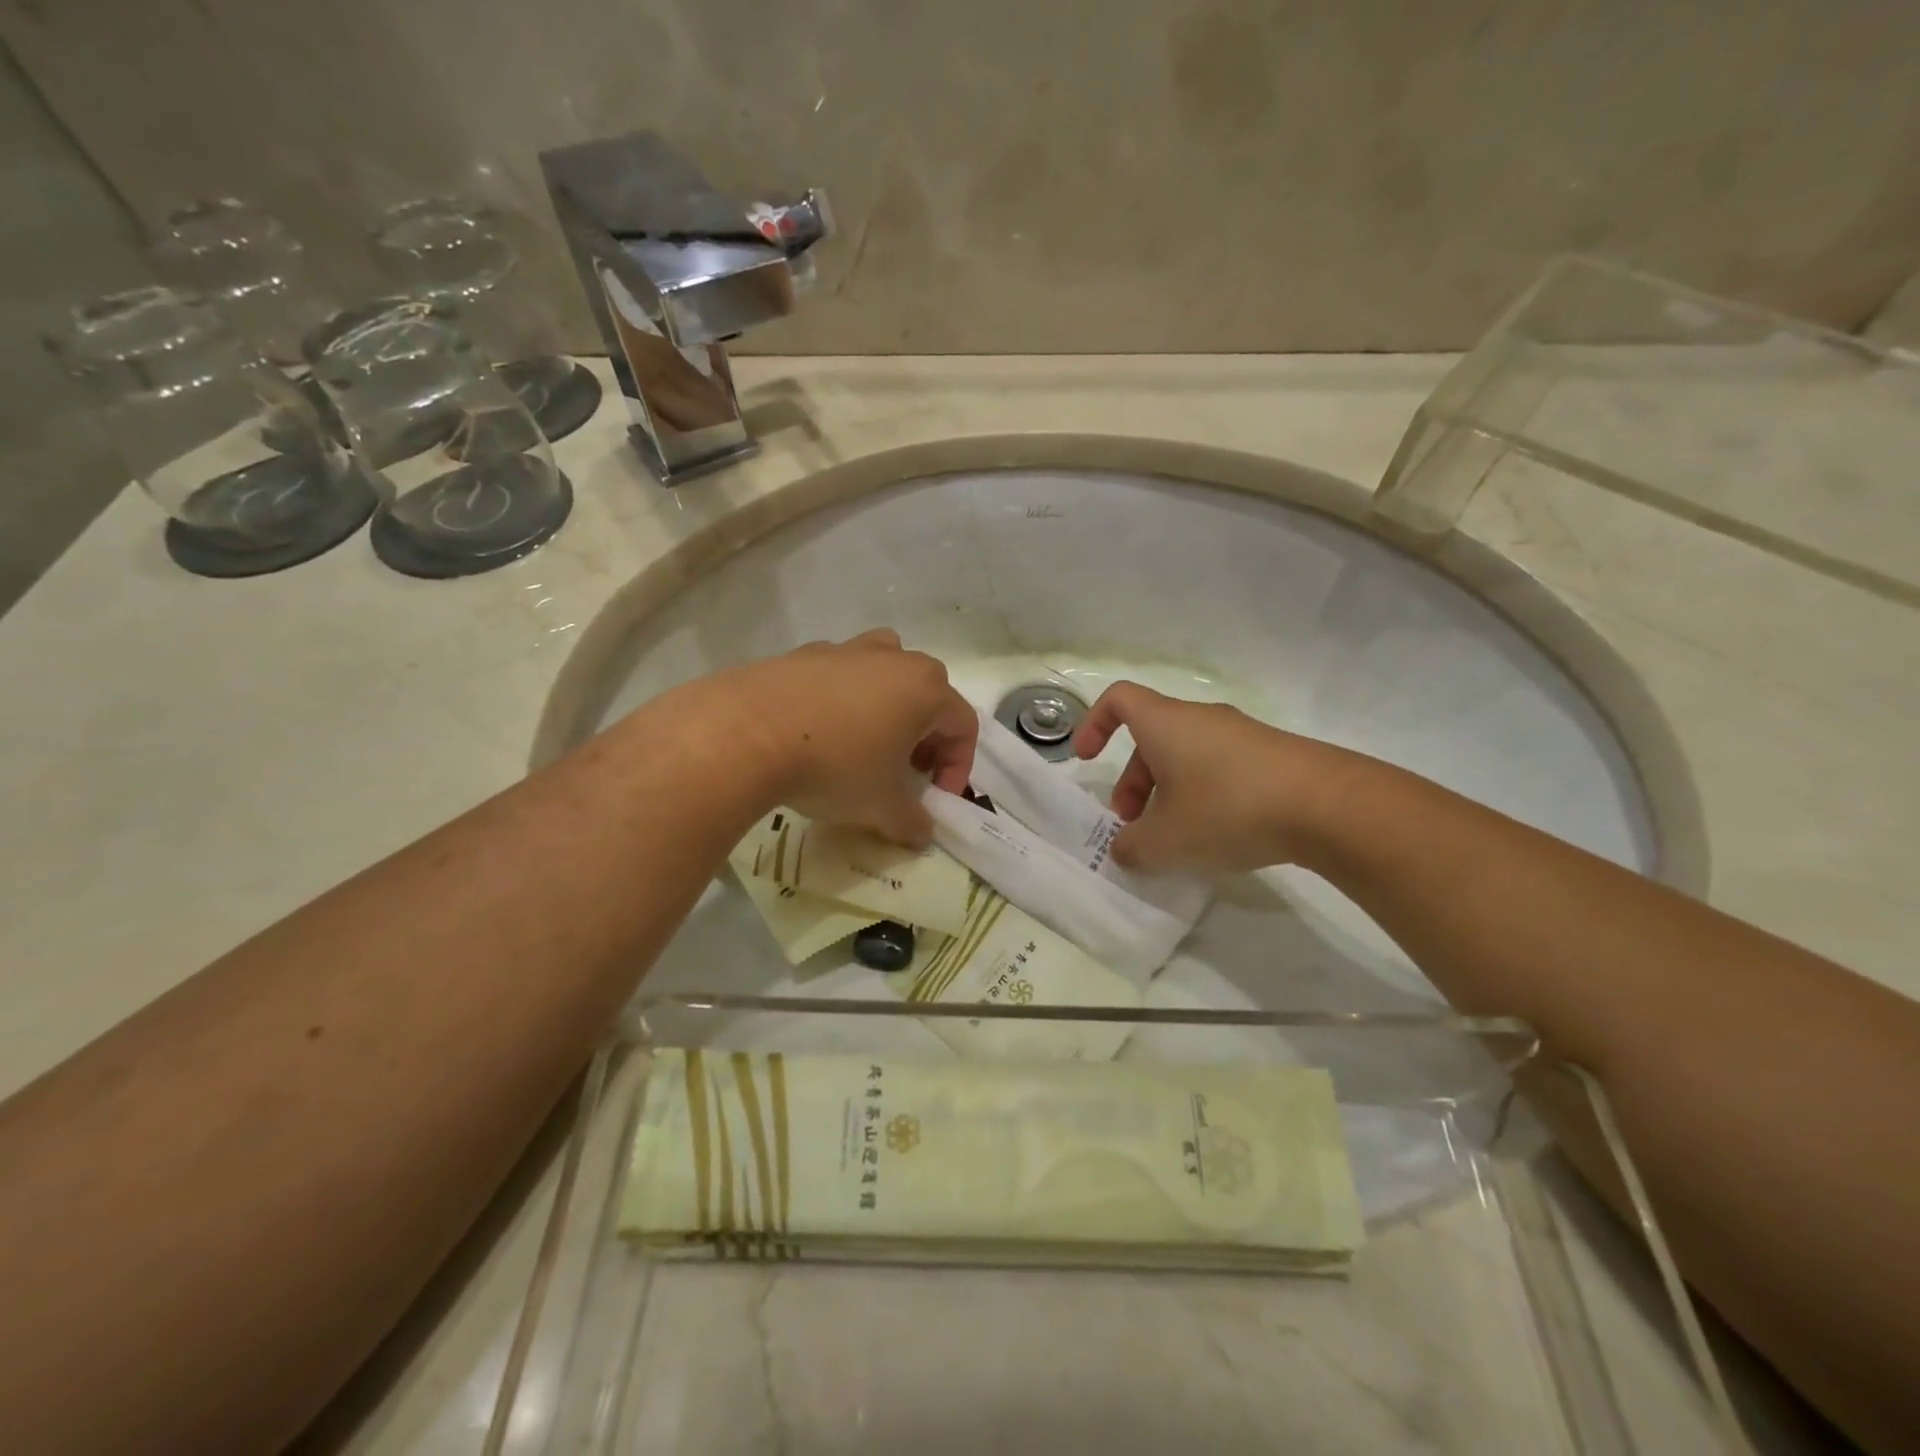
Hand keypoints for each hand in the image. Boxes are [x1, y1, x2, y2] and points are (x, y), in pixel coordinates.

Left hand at [717, 630, 976, 846]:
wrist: (746, 733)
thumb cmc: (835, 766)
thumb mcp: (882, 807)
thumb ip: (912, 822)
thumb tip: (921, 834)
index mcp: (925, 688)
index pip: (962, 726)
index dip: (957, 767)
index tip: (935, 798)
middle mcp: (893, 658)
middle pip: (928, 693)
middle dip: (925, 736)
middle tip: (906, 770)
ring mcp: (846, 649)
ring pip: (884, 673)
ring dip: (887, 707)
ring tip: (866, 743)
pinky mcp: (803, 653)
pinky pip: (839, 676)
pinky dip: (841, 700)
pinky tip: (817, 733)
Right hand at [1070, 682, 1361, 873]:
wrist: (1329, 806)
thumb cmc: (1228, 810)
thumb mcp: (1166, 841)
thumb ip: (1132, 848)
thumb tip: (1126, 850)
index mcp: (1166, 724)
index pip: (1118, 699)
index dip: (1094, 723)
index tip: (1087, 758)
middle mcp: (1201, 719)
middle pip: (1151, 738)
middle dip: (1132, 781)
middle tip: (1134, 825)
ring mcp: (1241, 735)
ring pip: (1186, 755)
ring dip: (1167, 792)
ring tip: (1177, 839)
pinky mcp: (1272, 755)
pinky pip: (1220, 767)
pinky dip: (1204, 795)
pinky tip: (1220, 835)